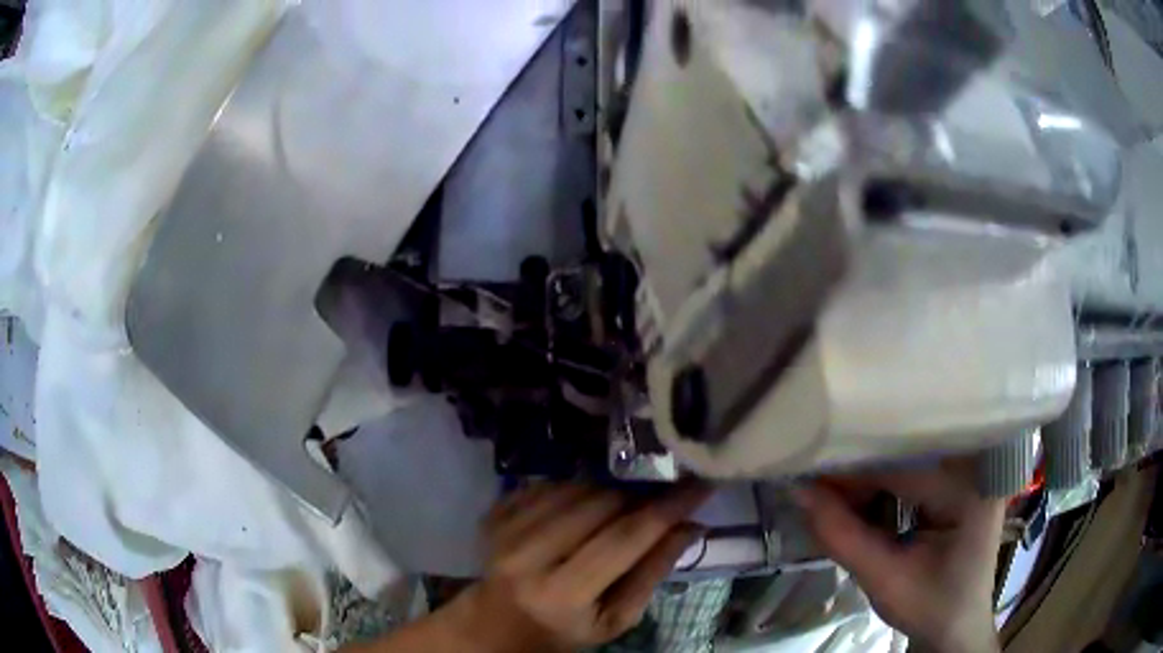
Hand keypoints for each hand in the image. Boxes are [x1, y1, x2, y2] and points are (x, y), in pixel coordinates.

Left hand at [443, 482, 710, 651]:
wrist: (497, 624)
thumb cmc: (564, 631)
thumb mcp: (615, 619)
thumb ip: (652, 572)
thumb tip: (691, 525)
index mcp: (562, 594)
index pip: (625, 538)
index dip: (668, 506)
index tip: (702, 482)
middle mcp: (527, 556)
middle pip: (601, 503)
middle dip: (638, 498)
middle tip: (656, 504)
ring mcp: (504, 530)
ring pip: (576, 486)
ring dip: (607, 493)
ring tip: (614, 516)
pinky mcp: (493, 513)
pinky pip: (548, 483)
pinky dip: (574, 491)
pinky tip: (578, 513)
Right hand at [795, 460, 1003, 652]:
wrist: (957, 626)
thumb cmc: (928, 607)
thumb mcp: (885, 580)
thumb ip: (843, 537)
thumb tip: (799, 491)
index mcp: (971, 489)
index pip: (905, 467)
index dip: (854, 471)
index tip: (808, 477)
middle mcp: (978, 467)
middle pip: (909, 455)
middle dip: (861, 474)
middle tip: (816, 489)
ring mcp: (973, 471)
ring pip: (911, 459)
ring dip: (871, 479)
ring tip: (835, 497)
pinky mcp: (962, 480)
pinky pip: (918, 470)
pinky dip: (887, 486)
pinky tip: (863, 502)